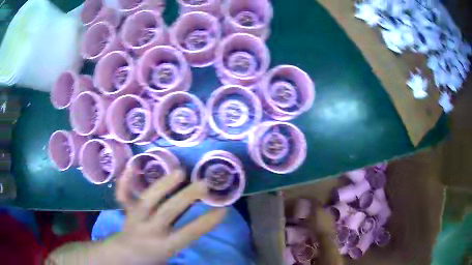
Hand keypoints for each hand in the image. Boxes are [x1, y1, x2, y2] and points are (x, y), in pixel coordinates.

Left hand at [105, 167, 227, 264]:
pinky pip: (123, 195)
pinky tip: (132, 166)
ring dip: (163, 185)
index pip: (189, 233)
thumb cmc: (152, 258)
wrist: (124, 256)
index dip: (207, 222)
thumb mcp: (171, 253)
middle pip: (167, 211)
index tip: (223, 209)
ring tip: (180, 172)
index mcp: (164, 246)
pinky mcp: (126, 211)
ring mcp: (135, 218)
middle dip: (187, 197)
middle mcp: (149, 230)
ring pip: (148, 199)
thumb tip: (204, 219)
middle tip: (203, 184)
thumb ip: (185, 238)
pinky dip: (125, 181)